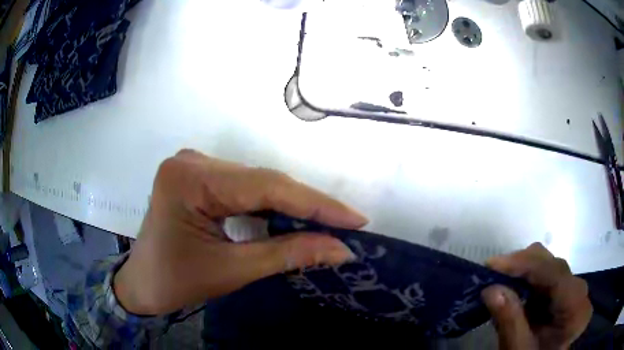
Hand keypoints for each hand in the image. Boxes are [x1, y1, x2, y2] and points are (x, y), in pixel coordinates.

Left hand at [113, 150, 366, 314]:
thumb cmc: (175, 282)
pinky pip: (244, 187)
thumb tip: (340, 249)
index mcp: (190, 180)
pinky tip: (295, 217)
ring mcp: (195, 166)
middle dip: (307, 204)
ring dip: (292, 204)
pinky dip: (271, 204)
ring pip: (257, 182)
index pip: (266, 185)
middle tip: (347, 224)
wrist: (142, 285)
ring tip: (329, 222)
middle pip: (263, 180)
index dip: (315, 203)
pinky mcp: (199, 177)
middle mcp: (193, 161)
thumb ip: (287, 254)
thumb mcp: (231, 271)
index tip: (355, 219)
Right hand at [481, 243, 591, 349]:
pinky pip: (547, 275)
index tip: (492, 265)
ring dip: (523, 271)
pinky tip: (513, 289)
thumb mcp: (519, 349)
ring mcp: (573, 288)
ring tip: (500, 281)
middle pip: (552, 264)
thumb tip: (490, 289)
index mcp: (574, 306)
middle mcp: (579, 290)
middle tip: (492, 274)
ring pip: (549, 266)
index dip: (524, 264)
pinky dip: (528, 279)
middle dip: (521, 265)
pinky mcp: (565, 290)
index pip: (554, 273)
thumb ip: (510, 321)